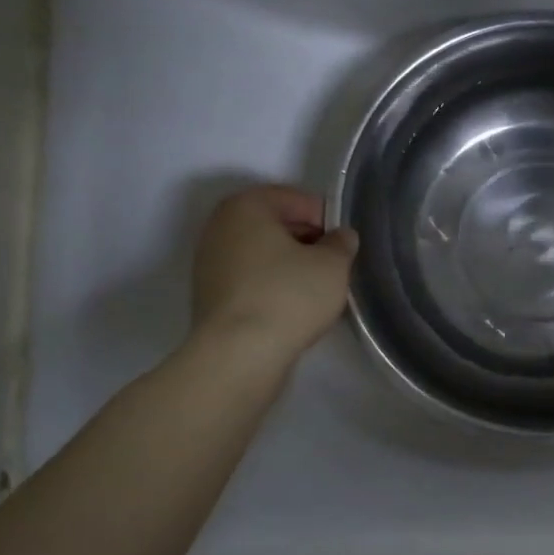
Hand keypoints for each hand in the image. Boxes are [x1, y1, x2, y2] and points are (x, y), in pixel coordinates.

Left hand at [190, 185, 357, 358]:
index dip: (327, 218)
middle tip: (335, 264)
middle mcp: (220, 227)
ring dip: (290, 265)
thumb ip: (342, 243)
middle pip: (275, 224)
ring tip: (318, 288)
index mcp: (246, 206)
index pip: (296, 199)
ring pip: (263, 254)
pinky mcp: (210, 296)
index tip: (345, 243)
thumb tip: (340, 237)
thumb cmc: (288, 296)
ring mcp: (209, 263)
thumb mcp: (333, 264)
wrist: (239, 355)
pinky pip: (251, 279)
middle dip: (307, 240)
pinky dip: (273, 285)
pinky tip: (294, 306)